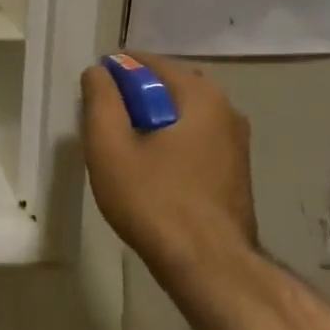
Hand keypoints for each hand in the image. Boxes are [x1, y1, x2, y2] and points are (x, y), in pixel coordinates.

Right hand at [80, 54, 256, 270]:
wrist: (209, 266)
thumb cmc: (154, 200)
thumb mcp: (110, 146)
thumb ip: (101, 99)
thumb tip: (99, 72)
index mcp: (200, 95)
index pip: (149, 63)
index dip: (114, 74)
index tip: (92, 98)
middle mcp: (226, 110)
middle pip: (167, 88)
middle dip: (133, 100)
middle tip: (105, 128)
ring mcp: (236, 143)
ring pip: (181, 117)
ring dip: (152, 125)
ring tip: (124, 154)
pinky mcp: (236, 173)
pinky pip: (195, 141)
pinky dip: (170, 145)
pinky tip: (152, 175)